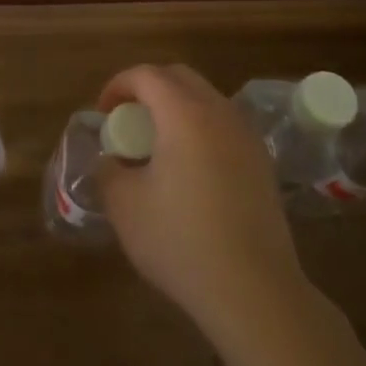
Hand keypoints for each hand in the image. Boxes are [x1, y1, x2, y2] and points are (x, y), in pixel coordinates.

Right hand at [94, 64, 306, 332]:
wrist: (254, 290)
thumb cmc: (181, 242)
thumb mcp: (125, 207)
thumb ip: (109, 172)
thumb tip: (112, 160)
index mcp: (184, 114)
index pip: (146, 75)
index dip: (118, 85)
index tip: (103, 112)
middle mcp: (220, 113)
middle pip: (180, 77)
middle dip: (148, 87)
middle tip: (128, 119)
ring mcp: (247, 137)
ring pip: (206, 99)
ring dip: (176, 106)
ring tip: (157, 143)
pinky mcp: (262, 163)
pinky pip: (224, 125)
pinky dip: (200, 128)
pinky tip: (189, 168)